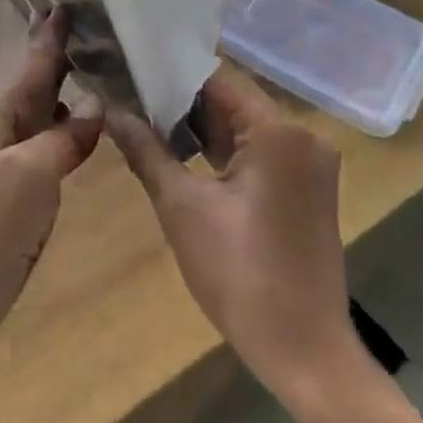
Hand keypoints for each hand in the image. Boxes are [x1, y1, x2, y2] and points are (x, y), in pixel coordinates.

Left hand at [0, 9, 102, 403]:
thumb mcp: (27, 179)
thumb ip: (61, 139)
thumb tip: (94, 104)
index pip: (30, 66)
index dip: (50, 36)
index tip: (69, 1)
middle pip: (34, 89)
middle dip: (63, 61)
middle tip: (101, 34)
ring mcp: (2, 172)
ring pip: (40, 122)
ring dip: (66, 98)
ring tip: (102, 76)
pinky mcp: (11, 204)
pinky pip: (44, 157)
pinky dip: (65, 139)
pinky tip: (85, 137)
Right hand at [107, 65, 362, 403]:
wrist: (304, 351)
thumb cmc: (240, 275)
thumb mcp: (182, 208)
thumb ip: (146, 151)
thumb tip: (112, 112)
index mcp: (279, 132)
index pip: (218, 81)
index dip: (171, 74)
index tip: (131, 70)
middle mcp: (303, 137)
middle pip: (233, 103)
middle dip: (181, 103)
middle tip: (129, 97)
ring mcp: (310, 165)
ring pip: (244, 130)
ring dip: (200, 130)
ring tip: (144, 121)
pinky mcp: (307, 189)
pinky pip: (259, 154)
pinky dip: (223, 154)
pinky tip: (182, 154)